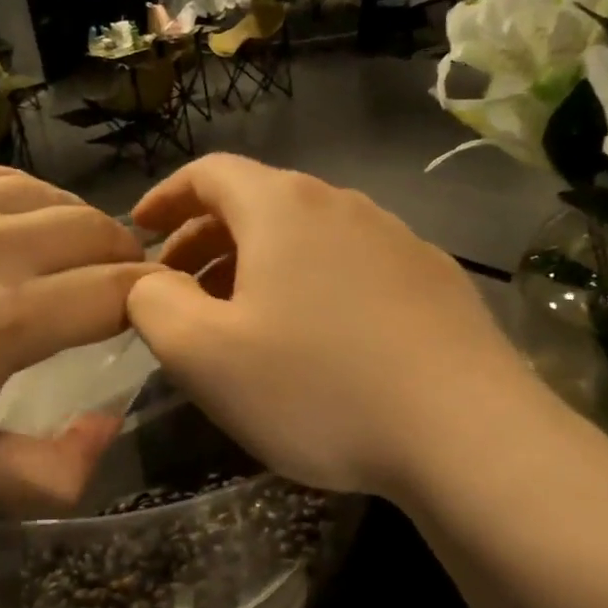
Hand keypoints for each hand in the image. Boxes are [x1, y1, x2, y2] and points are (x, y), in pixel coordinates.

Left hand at [0, 159, 150, 511]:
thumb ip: (54, 474)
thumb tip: (110, 423)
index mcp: (10, 319)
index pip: (118, 291)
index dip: (149, 296)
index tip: (150, 304)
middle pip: (92, 230)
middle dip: (121, 252)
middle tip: (118, 271)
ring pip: (46, 194)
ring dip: (73, 220)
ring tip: (71, 242)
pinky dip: (18, 194)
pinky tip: (12, 216)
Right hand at [125, 155, 532, 498]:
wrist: (468, 434)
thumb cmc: (316, 386)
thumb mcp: (203, 354)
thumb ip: (154, 305)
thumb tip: (149, 282)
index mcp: (282, 207)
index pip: (209, 172)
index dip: (165, 197)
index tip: (139, 231)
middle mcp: (342, 205)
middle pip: (257, 202)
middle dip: (205, 239)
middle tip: (178, 288)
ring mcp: (397, 239)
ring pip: (305, 236)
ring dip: (257, 265)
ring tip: (240, 317)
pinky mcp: (432, 281)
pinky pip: (348, 266)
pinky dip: (308, 285)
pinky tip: (314, 339)